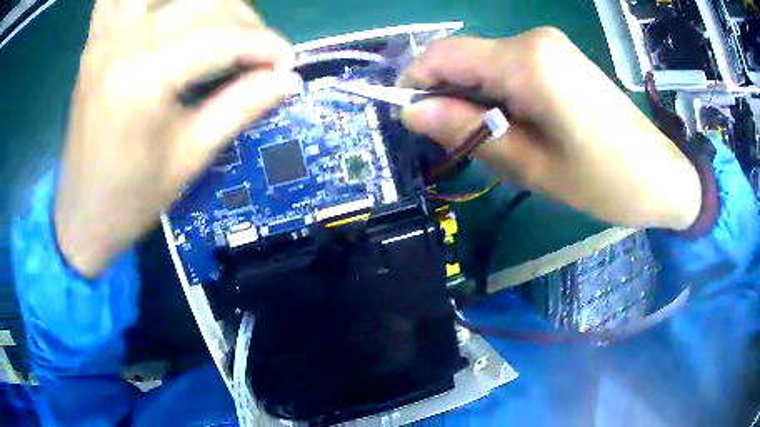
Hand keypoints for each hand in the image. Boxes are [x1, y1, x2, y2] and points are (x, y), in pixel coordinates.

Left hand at [55, 0, 297, 277]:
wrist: (80, 216)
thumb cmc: (130, 200)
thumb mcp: (189, 159)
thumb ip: (239, 107)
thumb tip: (287, 79)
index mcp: (143, 79)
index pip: (222, 39)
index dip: (263, 46)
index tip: (286, 62)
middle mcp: (122, 44)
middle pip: (201, 3)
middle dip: (242, 20)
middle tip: (255, 51)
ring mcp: (104, 38)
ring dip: (201, 1)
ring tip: (215, 24)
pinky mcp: (93, 43)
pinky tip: (159, 10)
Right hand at [400, 29, 700, 231]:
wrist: (660, 174)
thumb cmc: (602, 181)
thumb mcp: (529, 166)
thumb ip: (467, 131)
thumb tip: (412, 112)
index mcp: (526, 62)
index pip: (443, 55)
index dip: (415, 83)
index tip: (411, 121)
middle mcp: (533, 40)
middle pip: (464, 57)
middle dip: (449, 96)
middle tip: (462, 144)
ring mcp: (549, 45)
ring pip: (485, 64)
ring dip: (476, 99)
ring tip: (499, 141)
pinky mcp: (559, 56)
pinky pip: (510, 67)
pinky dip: (499, 94)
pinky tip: (520, 125)